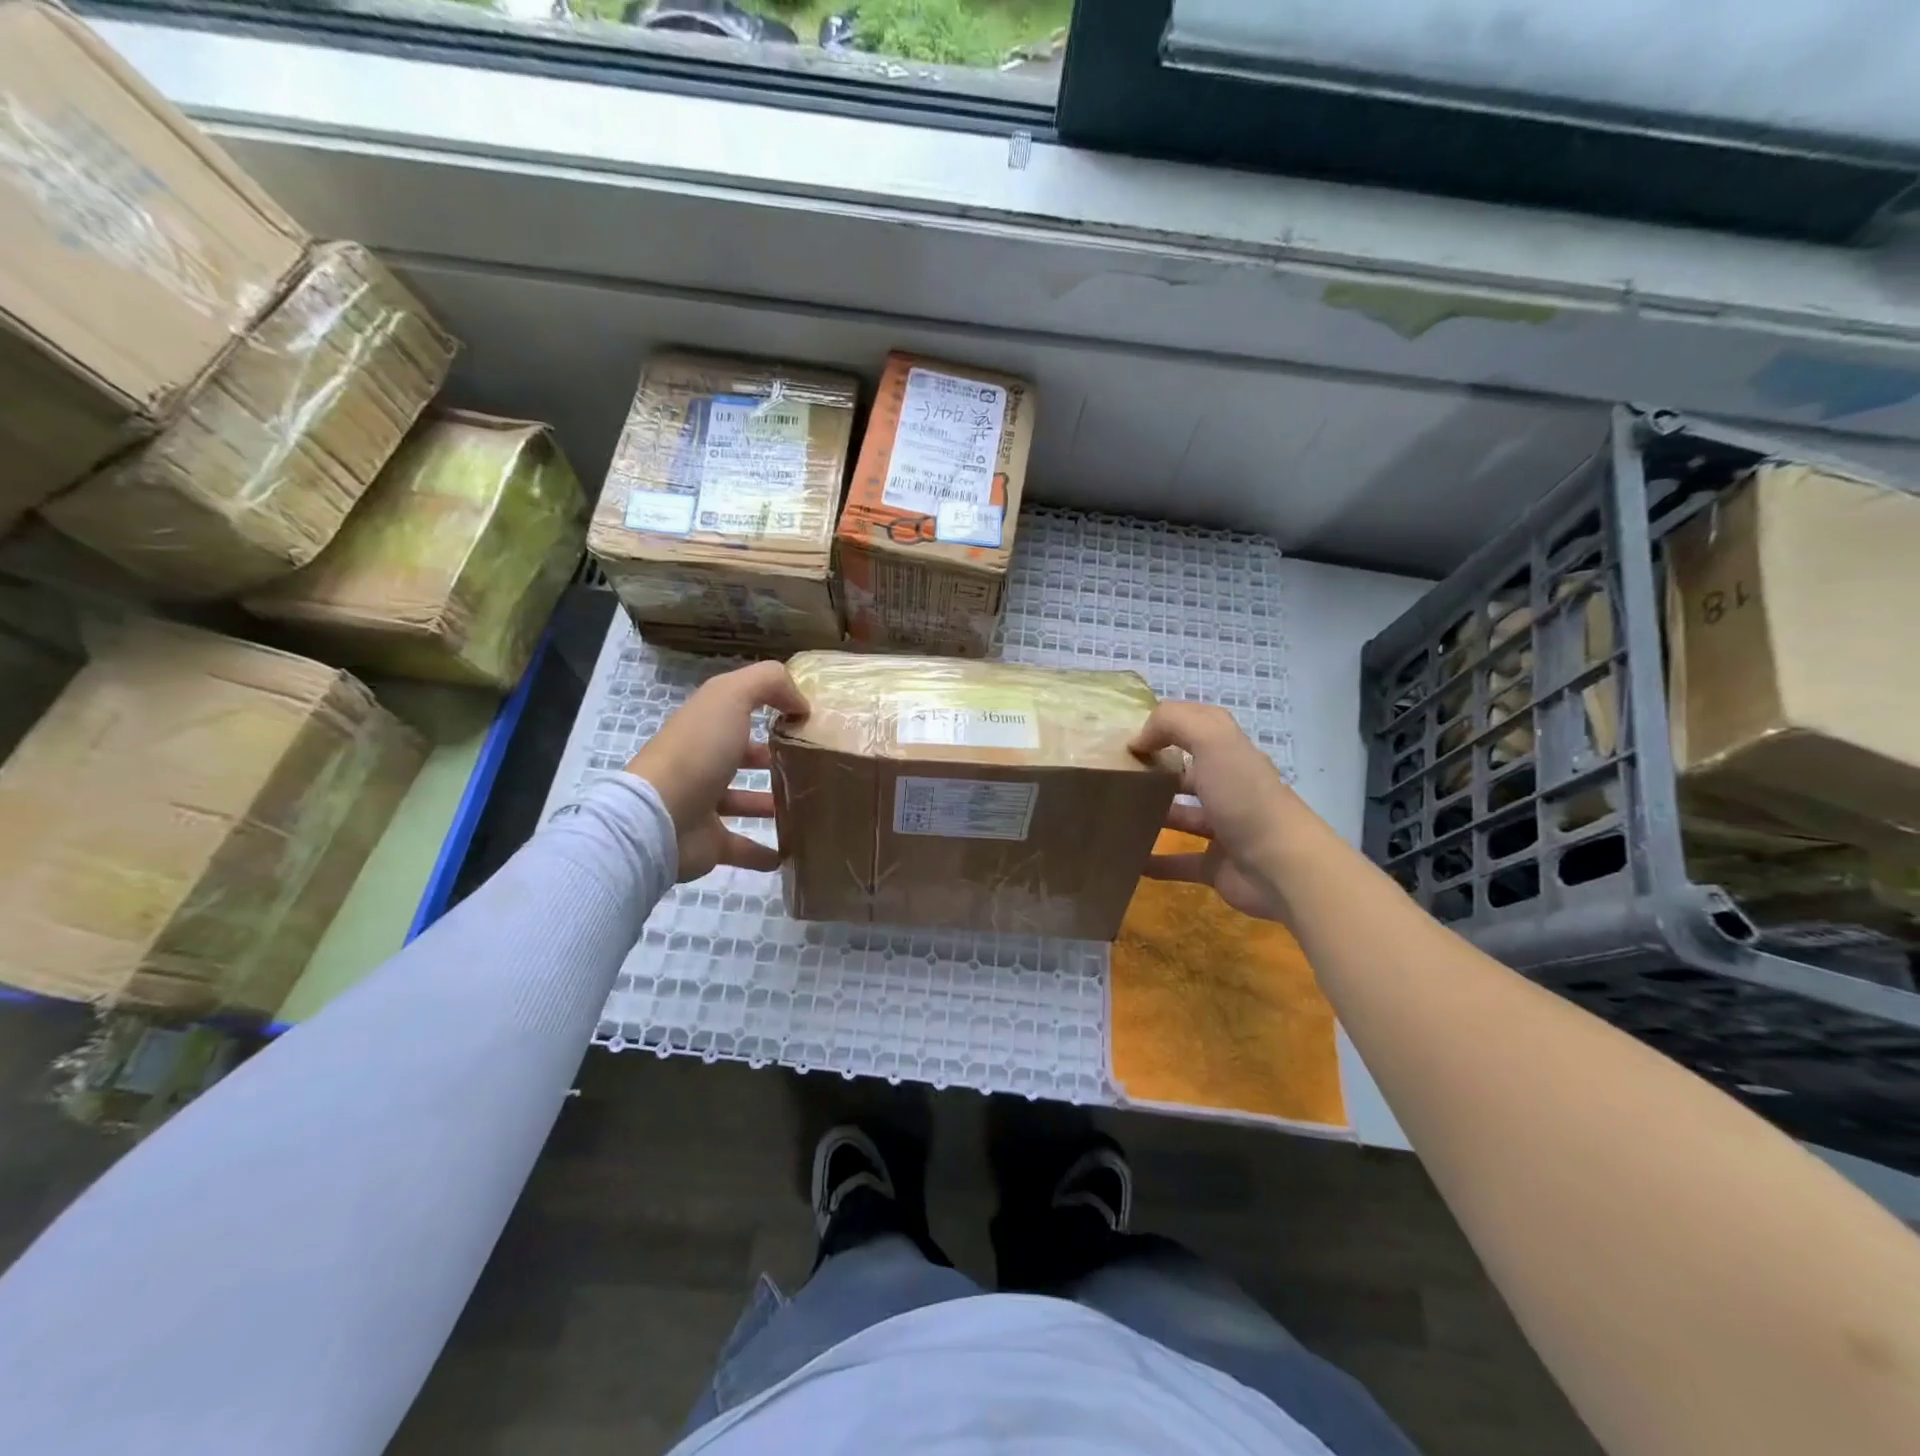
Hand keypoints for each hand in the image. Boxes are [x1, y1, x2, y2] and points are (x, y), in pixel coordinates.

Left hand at [626, 661, 809, 881]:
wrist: (659, 819)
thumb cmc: (697, 752)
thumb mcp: (731, 697)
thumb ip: (768, 683)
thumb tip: (800, 702)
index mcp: (704, 727)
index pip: (736, 713)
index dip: (768, 710)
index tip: (804, 720)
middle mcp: (701, 763)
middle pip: (739, 758)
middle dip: (770, 759)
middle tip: (809, 764)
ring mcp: (704, 805)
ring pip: (743, 801)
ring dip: (771, 804)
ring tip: (808, 806)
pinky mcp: (709, 843)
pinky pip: (743, 847)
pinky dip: (765, 852)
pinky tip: (790, 854)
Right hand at [1131, 702, 1300, 922]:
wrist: (1282, 868)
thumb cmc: (1246, 798)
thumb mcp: (1212, 741)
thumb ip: (1173, 723)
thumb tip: (1139, 739)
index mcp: (1232, 756)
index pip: (1200, 729)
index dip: (1168, 727)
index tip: (1130, 738)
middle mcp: (1230, 789)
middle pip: (1189, 774)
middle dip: (1156, 772)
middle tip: (1116, 776)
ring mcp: (1223, 830)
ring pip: (1182, 817)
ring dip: (1152, 815)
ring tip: (1115, 815)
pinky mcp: (1216, 866)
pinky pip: (1178, 862)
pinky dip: (1154, 862)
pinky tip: (1127, 860)